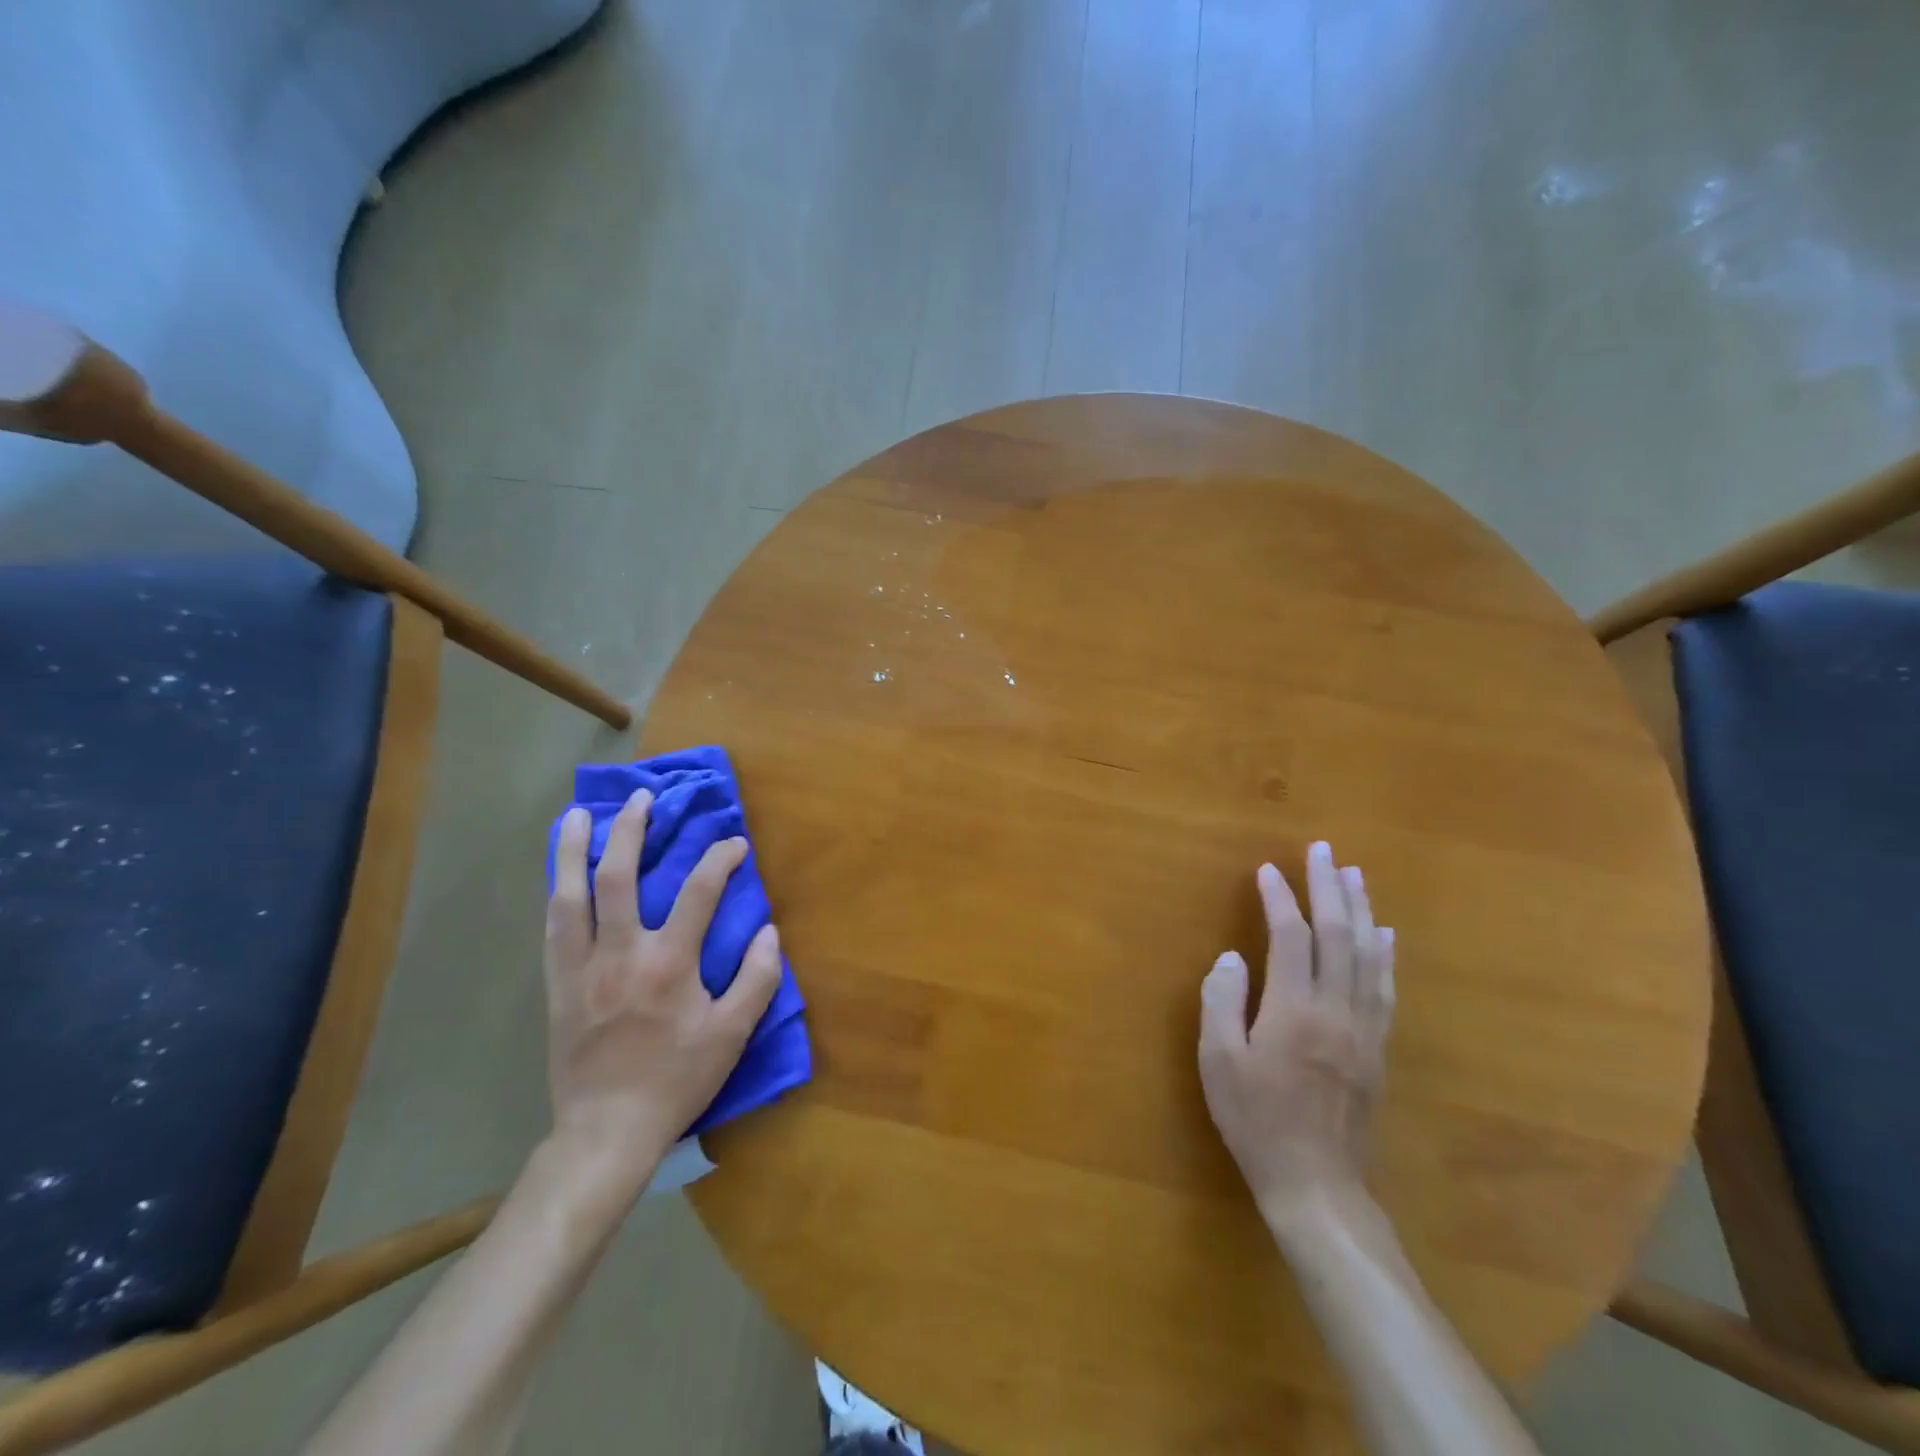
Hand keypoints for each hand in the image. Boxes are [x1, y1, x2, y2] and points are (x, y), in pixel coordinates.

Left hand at [544, 789, 781, 1185]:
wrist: (606, 1130)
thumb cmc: (677, 1080)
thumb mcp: (732, 1035)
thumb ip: (757, 979)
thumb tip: (770, 931)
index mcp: (669, 963)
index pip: (699, 891)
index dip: (720, 858)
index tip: (734, 844)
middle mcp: (621, 954)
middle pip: (618, 877)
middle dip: (630, 830)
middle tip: (641, 799)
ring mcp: (581, 968)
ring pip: (571, 896)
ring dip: (573, 850)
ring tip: (578, 815)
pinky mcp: (557, 985)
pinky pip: (552, 928)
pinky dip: (558, 892)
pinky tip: (561, 875)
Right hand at [1198, 842, 1395, 1220]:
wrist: (1316, 1184)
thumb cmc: (1256, 1119)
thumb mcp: (1219, 1061)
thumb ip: (1223, 1001)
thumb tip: (1232, 957)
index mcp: (1295, 1009)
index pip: (1291, 936)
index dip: (1280, 898)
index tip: (1268, 870)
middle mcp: (1336, 1009)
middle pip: (1339, 934)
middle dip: (1330, 887)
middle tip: (1324, 851)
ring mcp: (1364, 1028)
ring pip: (1369, 955)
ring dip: (1361, 910)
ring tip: (1355, 875)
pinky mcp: (1378, 1048)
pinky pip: (1385, 988)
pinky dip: (1385, 954)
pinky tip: (1385, 934)